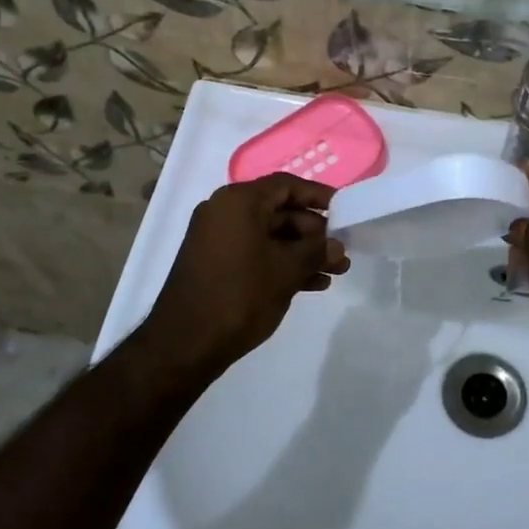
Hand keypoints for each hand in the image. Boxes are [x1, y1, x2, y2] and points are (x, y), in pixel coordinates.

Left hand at [140, 174, 348, 379]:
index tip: (344, 209)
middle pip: (279, 211)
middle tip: (341, 251)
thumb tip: (336, 246)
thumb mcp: (287, 271)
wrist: (185, 343)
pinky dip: (281, 264)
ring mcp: (217, 239)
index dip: (318, 195)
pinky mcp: (215, 263)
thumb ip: (316, 252)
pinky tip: (312, 284)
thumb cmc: (240, 295)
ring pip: (270, 236)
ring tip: (335, 272)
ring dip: (303, 252)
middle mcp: (224, 212)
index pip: (286, 185)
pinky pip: (256, 253)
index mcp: (238, 202)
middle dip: (314, 232)